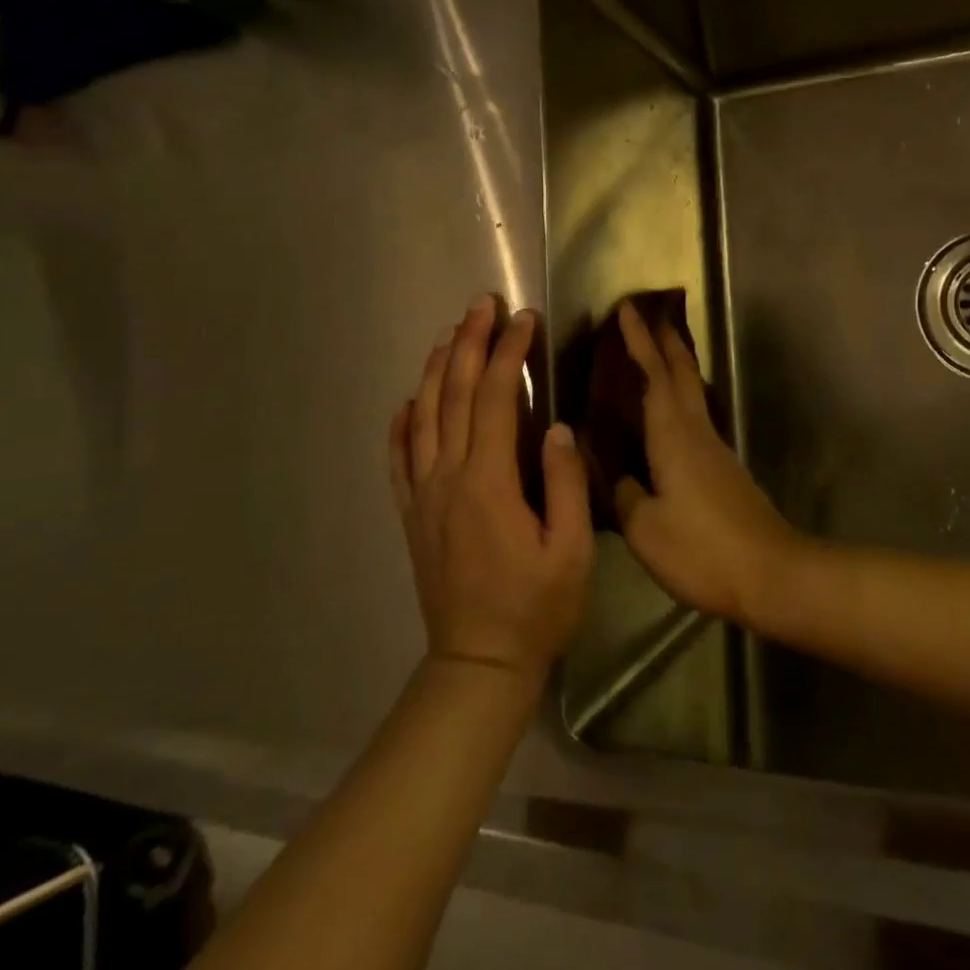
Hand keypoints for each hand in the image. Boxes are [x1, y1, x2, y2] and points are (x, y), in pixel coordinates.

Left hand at [391, 296, 593, 677]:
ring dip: (437, 370)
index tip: (524, 318)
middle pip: (456, 395)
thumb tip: (557, 427)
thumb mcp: (571, 551)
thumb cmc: (536, 608)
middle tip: (482, 305)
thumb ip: (565, 484)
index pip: (498, 398)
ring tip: (450, 334)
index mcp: (489, 482)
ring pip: (423, 417)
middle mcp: (448, 477)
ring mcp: (423, 495)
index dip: (510, 353)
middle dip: (470, 343)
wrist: (478, 664)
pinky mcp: (411, 515)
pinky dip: (401, 424)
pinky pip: (398, 459)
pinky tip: (407, 401)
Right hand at [613, 302, 800, 627]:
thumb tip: (616, 474)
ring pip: (692, 392)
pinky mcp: (723, 469)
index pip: (654, 375)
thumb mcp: (646, 529)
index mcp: (674, 437)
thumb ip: (625, 495)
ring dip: (674, 366)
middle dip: (664, 341)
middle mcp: (697, 432)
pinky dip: (679, 397)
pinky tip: (668, 413)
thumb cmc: (703, 549)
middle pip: (682, 374)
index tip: (627, 309)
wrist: (772, 574)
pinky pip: (695, 416)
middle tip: (647, 315)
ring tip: (655, 353)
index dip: (639, 341)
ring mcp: (715, 449)